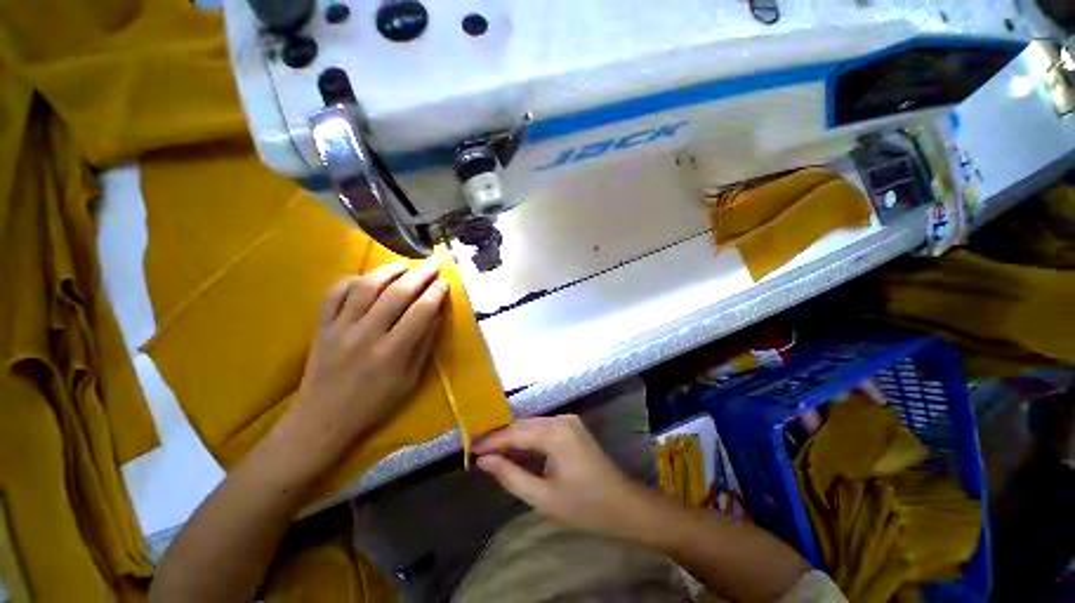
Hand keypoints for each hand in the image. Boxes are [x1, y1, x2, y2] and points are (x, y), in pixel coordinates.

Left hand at [277, 259, 448, 472]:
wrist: (323, 418)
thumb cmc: (375, 403)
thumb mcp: (410, 379)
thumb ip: (424, 344)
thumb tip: (438, 314)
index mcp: (392, 352)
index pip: (420, 312)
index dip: (435, 293)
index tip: (445, 282)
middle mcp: (367, 335)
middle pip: (396, 294)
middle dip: (419, 275)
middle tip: (433, 264)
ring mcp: (340, 328)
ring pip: (365, 287)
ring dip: (387, 271)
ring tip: (403, 264)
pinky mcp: (321, 326)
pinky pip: (334, 294)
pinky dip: (351, 280)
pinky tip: (366, 277)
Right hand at [474, 415, 650, 539]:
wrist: (623, 505)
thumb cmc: (584, 506)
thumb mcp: (542, 496)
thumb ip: (510, 475)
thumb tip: (484, 461)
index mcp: (555, 433)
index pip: (515, 433)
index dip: (492, 442)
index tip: (471, 450)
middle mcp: (561, 419)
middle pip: (523, 425)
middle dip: (501, 438)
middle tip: (478, 451)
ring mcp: (569, 421)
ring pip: (533, 425)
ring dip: (514, 438)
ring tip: (492, 453)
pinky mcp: (572, 426)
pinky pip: (544, 428)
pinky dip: (529, 439)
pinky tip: (517, 451)